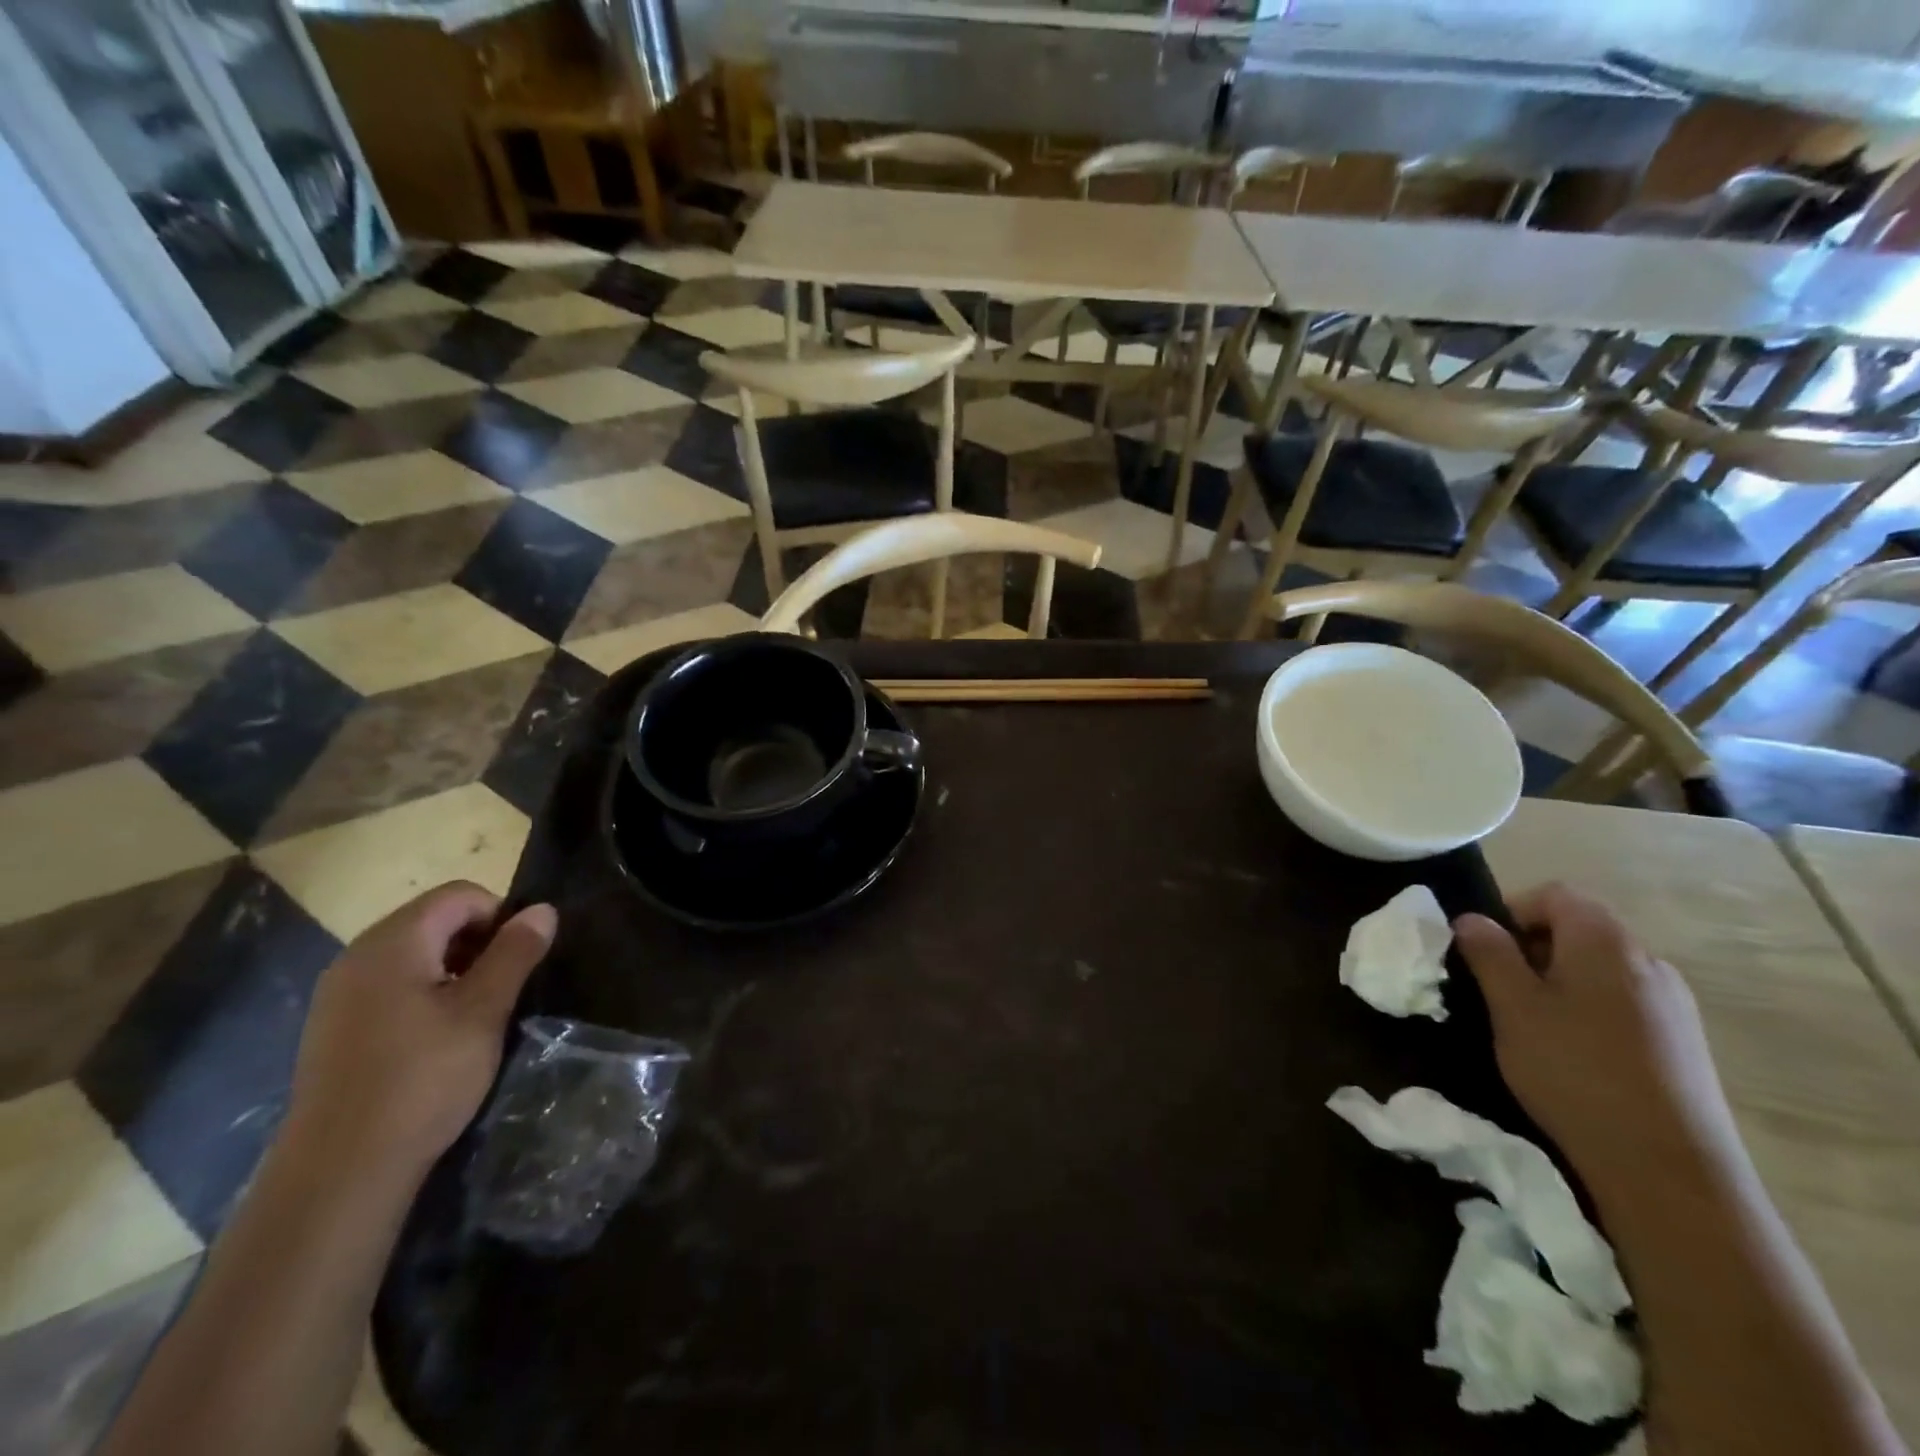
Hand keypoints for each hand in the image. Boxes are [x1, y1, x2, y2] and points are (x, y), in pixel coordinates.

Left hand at [279, 883, 556, 1185]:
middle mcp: (358, 957)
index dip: (501, 914)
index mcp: (392, 944)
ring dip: (454, 967)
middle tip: (504, 985)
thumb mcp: (483, 1012)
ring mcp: (339, 994)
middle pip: (433, 919)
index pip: (459, 895)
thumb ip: (514, 953)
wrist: (339, 1173)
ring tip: (477, 1012)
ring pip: (413, 953)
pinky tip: (437, 1037)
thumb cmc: (422, 1080)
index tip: (521, 958)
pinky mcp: (333, 1028)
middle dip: (478, 940)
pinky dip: (425, 992)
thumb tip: (542, 910)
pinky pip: (390, 985)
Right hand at [1453, 884, 1746, 1196]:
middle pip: (1580, 928)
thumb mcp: (1512, 1007)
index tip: (1483, 948)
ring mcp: (1674, 1004)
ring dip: (1558, 981)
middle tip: (1499, 988)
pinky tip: (1573, 1053)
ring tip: (1531, 1024)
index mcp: (1605, 942)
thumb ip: (1488, 953)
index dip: (1511, 909)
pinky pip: (1623, 1002)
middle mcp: (1648, 961)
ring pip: (1600, 968)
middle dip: (1531, 947)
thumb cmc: (1575, 1071)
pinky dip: (1588, 1009)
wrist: (1669, 1169)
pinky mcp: (1683, 1043)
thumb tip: (1472, 920)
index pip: (1555, 894)